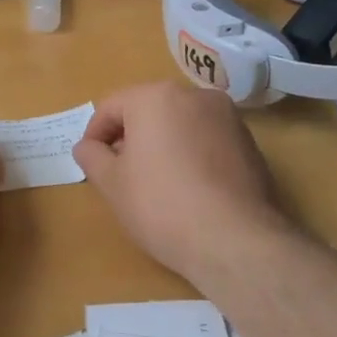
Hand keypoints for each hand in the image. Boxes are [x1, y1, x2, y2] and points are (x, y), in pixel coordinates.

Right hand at [72, 81, 291, 285]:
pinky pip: (207, 139)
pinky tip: (188, 188)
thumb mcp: (112, 183)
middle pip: (149, 110)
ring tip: (155, 183)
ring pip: (180, 123)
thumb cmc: (161, 205)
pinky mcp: (249, 142)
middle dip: (130, 137)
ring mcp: (227, 117)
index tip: (91, 163)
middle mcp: (194, 95)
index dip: (94, 134)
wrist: (235, 240)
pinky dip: (191, 154)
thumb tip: (87, 146)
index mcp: (156, 97)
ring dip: (162, 144)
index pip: (111, 106)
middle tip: (120, 173)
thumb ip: (92, 156)